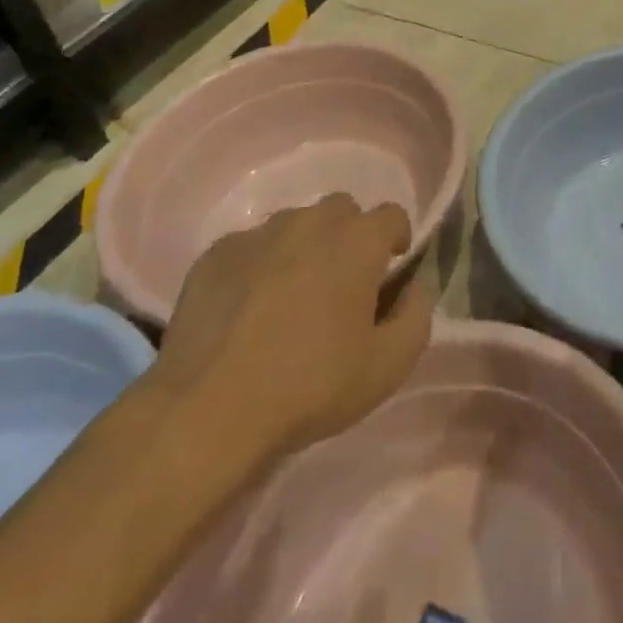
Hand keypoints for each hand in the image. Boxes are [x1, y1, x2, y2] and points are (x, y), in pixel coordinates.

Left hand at [149, 195, 432, 475]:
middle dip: (349, 237)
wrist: (206, 411)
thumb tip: (414, 289)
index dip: (396, 239)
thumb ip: (417, 317)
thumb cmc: (309, 386)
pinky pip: (250, 247)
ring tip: (290, 297)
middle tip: (340, 285)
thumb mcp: (387, 367)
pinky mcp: (215, 254)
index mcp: (358, 240)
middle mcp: (311, 221)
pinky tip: (247, 310)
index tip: (389, 272)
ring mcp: (259, 233)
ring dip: (303, 248)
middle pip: (342, 211)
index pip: (392, 215)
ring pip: (295, 224)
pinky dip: (258, 266)